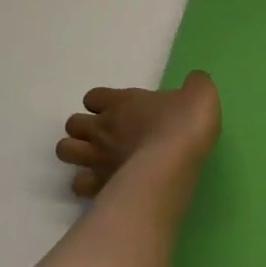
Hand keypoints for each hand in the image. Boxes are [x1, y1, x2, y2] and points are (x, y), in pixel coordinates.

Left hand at [56, 70, 220, 196]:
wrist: (175, 162)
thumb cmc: (184, 124)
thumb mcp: (200, 95)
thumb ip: (195, 86)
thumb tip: (196, 81)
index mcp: (121, 102)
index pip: (94, 96)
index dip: (103, 102)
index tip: (119, 109)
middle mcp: (102, 128)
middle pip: (73, 123)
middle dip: (84, 128)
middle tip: (108, 135)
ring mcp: (97, 157)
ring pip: (65, 150)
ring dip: (77, 152)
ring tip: (97, 158)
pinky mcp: (99, 185)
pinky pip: (78, 183)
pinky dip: (86, 183)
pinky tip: (104, 183)